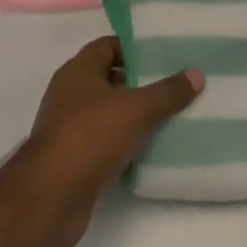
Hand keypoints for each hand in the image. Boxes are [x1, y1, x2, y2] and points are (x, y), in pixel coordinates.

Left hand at [11, 37, 202, 246]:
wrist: (48, 201)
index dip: (136, 47)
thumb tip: (197, 74)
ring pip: (111, 112)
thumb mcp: (135, 109)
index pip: (109, 45)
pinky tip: (154, 147)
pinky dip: (127, 143)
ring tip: (173, 114)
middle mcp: (71, 95)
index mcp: (78, 72)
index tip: (166, 53)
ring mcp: (71, 128)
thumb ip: (167, 92)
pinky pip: (107, 142)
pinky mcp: (75, 160)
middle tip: (177, 83)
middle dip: (142, 82)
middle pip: (112, 78)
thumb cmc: (88, 138)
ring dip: (136, 115)